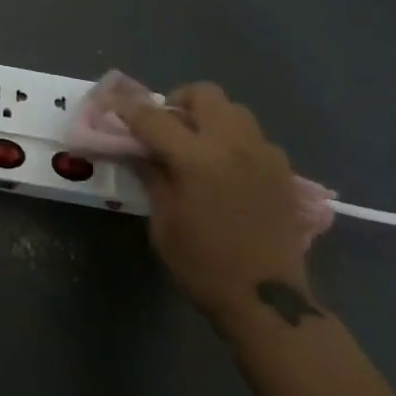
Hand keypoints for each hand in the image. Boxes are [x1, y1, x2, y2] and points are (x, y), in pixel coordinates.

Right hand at [121, 84, 314, 325]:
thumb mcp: (163, 222)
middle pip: (204, 94)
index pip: (153, 117)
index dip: (128, 109)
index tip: (112, 106)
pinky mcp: (283, 170)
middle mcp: (232, 144)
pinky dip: (234, 141)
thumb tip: (137, 150)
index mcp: (196, 158)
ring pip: (234, 110)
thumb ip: (151, 176)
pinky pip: (254, 137)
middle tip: (166, 126)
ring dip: (210, 118)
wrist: (268, 301)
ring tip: (198, 145)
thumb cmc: (204, 265)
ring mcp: (263, 154)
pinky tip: (227, 169)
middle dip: (179, 101)